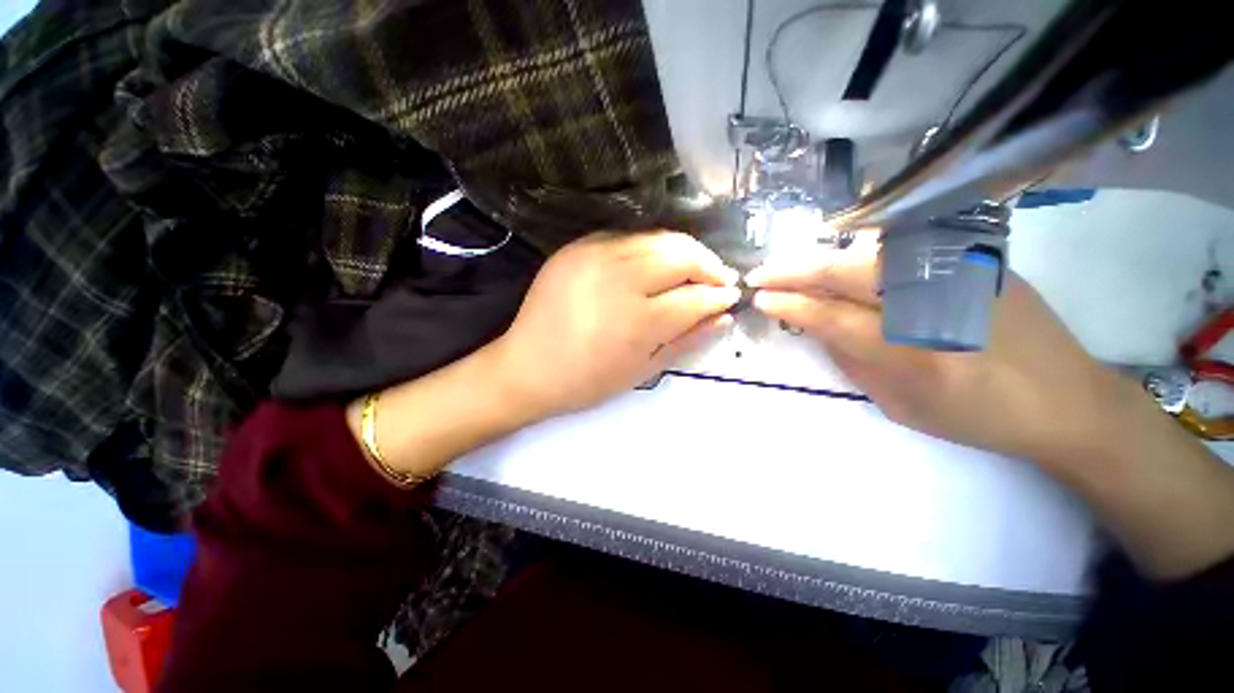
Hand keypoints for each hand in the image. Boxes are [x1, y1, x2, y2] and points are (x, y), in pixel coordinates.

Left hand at [492, 231, 739, 418]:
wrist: (527, 367)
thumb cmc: (587, 381)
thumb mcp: (643, 370)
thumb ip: (687, 340)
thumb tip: (724, 317)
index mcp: (636, 320)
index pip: (695, 297)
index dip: (719, 296)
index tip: (731, 297)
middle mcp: (618, 279)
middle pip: (681, 255)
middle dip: (709, 265)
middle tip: (719, 280)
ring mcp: (594, 256)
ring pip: (658, 238)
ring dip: (685, 252)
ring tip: (695, 270)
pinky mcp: (578, 247)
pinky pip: (628, 237)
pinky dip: (652, 247)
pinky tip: (657, 264)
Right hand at [746, 232, 1135, 465]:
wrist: (1067, 398)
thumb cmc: (978, 416)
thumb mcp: (900, 406)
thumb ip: (851, 362)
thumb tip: (814, 326)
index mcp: (916, 356)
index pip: (832, 317)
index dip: (790, 305)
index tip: (760, 298)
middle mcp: (937, 305)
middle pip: (847, 272)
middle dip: (794, 271)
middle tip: (760, 275)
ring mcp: (962, 273)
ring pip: (871, 250)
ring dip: (821, 257)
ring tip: (791, 267)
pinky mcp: (978, 257)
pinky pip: (903, 244)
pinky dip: (860, 247)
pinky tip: (840, 254)